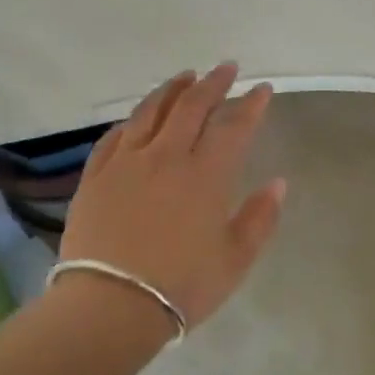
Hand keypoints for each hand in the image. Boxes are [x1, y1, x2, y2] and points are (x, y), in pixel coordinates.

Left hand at [59, 64, 286, 331]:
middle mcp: (167, 157)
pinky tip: (137, 118)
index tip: (262, 89)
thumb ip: (260, 217)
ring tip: (186, 76)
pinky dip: (132, 120)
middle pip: (192, 107)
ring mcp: (126, 163)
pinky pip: (115, 136)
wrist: (110, 306)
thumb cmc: (181, 286)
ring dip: (172, 89)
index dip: (251, 105)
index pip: (234, 127)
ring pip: (150, 112)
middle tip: (227, 68)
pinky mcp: (96, 177)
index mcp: (206, 175)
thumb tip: (278, 183)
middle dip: (214, 83)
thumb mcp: (236, 259)